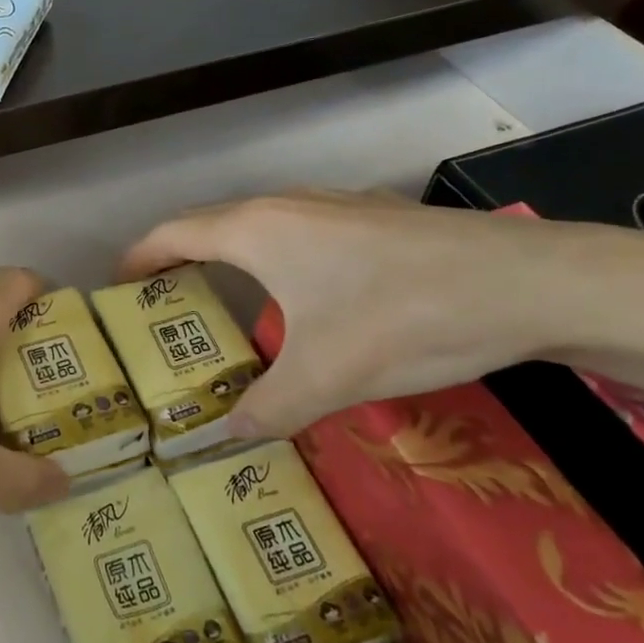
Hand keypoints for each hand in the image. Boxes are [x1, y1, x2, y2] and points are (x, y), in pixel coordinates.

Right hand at [119, 190, 622, 438]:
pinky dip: (274, 255)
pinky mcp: (370, 215)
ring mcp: (330, 204)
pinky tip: (305, 296)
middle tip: (164, 304)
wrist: (527, 281)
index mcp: (255, 230)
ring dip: (229, 255)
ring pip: (258, 225)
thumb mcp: (327, 378)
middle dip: (179, 258)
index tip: (117, 285)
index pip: (173, 233)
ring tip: (225, 300)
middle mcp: (283, 205)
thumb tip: (226, 438)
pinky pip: (298, 230)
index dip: (139, 256)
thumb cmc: (404, 318)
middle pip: (211, 224)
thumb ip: (268, 409)